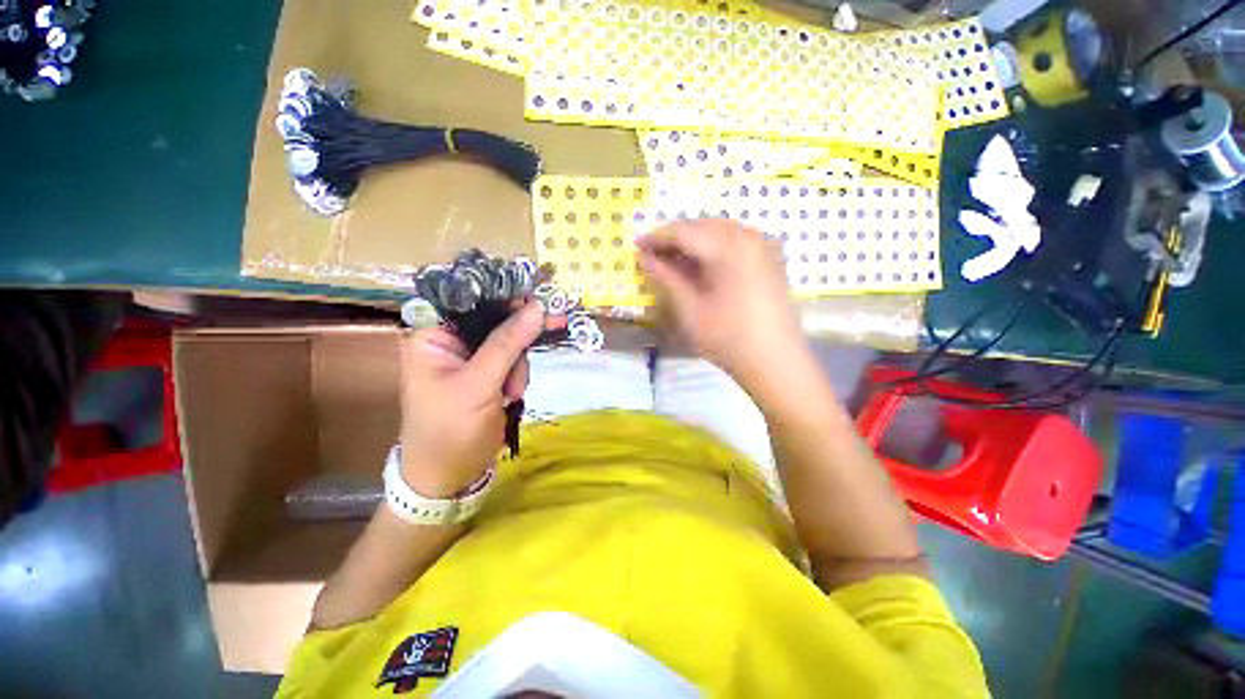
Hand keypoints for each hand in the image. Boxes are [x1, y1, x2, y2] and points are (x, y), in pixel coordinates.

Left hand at [399, 302, 545, 497]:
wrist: (449, 476)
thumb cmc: (450, 430)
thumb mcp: (478, 385)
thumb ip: (507, 343)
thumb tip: (538, 307)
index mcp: (432, 334)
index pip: (469, 296)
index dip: (504, 292)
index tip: (538, 295)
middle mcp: (450, 339)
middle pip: (495, 317)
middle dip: (521, 332)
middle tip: (556, 324)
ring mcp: (471, 357)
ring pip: (510, 339)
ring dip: (519, 363)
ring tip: (511, 392)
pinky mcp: (487, 372)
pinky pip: (513, 359)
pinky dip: (519, 374)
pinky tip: (512, 395)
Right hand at [637, 219, 804, 382]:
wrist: (776, 362)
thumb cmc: (728, 338)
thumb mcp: (690, 310)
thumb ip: (666, 279)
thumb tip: (644, 258)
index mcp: (729, 247)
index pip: (684, 231)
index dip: (657, 237)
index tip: (636, 246)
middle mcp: (749, 237)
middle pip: (703, 226)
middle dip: (675, 238)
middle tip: (653, 256)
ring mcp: (764, 246)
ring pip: (720, 231)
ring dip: (694, 242)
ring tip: (674, 262)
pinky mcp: (770, 259)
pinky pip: (736, 241)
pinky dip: (714, 247)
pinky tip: (703, 265)